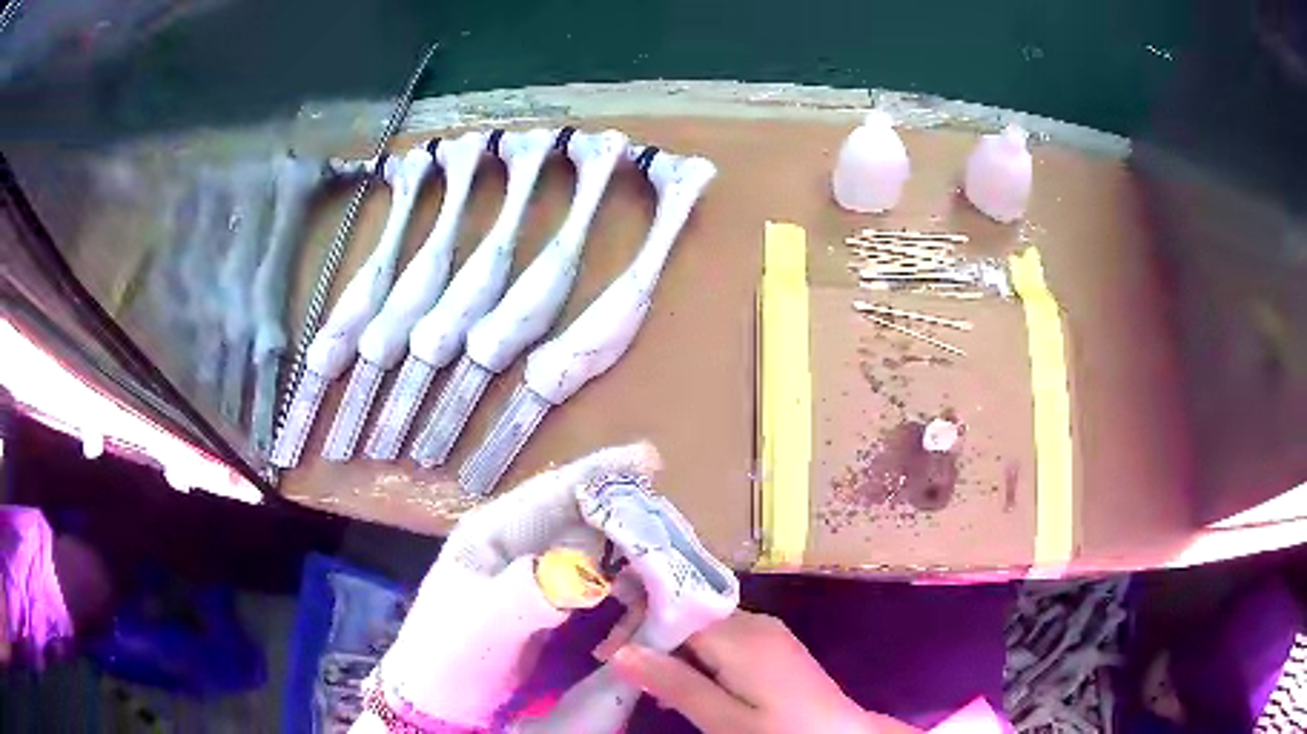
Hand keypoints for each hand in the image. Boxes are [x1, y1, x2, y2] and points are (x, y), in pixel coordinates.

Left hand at [375, 443, 660, 729]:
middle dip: (626, 513)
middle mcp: (517, 542)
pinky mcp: (549, 602)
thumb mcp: (481, 622)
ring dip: (630, 548)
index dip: (601, 473)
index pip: (552, 491)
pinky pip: (594, 579)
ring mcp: (534, 572)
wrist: (442, 701)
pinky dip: (623, 581)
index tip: (651, 460)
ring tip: (668, 558)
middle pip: (581, 513)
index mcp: (493, 531)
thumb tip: (585, 571)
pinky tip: (645, 590)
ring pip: (592, 545)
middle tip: (672, 527)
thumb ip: (527, 593)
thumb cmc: (450, 655)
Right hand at [611, 611, 921, 733]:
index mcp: (740, 636)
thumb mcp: (722, 718)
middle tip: (620, 668)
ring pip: (704, 626)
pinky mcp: (773, 644)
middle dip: (650, 634)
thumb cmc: (781, 731)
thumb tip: (621, 651)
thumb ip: (675, 683)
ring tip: (648, 682)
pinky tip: (687, 682)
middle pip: (688, 613)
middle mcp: (754, 622)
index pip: (675, 610)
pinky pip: (724, 638)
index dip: (636, 624)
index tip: (606, 652)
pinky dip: (697, 654)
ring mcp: (767, 631)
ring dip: (672, 647)